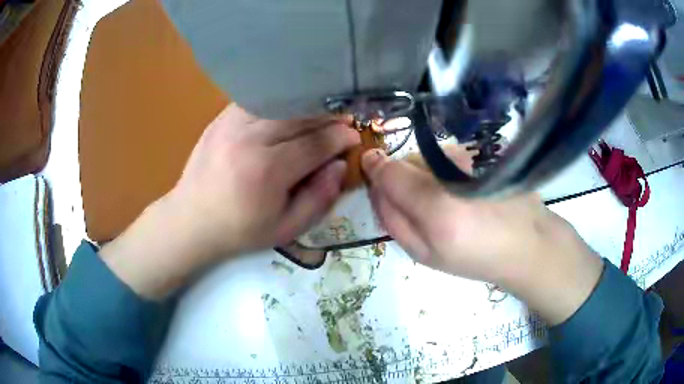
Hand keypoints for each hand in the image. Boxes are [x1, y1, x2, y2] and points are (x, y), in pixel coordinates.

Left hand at [167, 104, 358, 255]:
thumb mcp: (286, 229)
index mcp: (267, 171)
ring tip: (319, 114)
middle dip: (327, 117)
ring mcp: (231, 124)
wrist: (191, 220)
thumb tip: (340, 165)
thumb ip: (319, 198)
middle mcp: (249, 139)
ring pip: (280, 103)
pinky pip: (258, 101)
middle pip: (299, 116)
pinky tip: (287, 112)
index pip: (315, 143)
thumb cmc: (240, 230)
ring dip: (305, 106)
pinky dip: (278, 103)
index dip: (339, 138)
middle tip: (342, 121)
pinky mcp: (220, 119)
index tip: (354, 136)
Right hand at [362, 149, 603, 324]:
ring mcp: (468, 158)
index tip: (371, 174)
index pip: (388, 171)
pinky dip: (443, 170)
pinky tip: (463, 190)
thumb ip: (394, 220)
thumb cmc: (475, 257)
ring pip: (426, 158)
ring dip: (425, 175)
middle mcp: (451, 172)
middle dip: (402, 180)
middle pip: (405, 162)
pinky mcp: (479, 154)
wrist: (525, 243)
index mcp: (435, 207)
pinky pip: (444, 156)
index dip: (375, 170)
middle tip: (419, 207)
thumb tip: (375, 187)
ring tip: (446, 200)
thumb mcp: (426, 254)